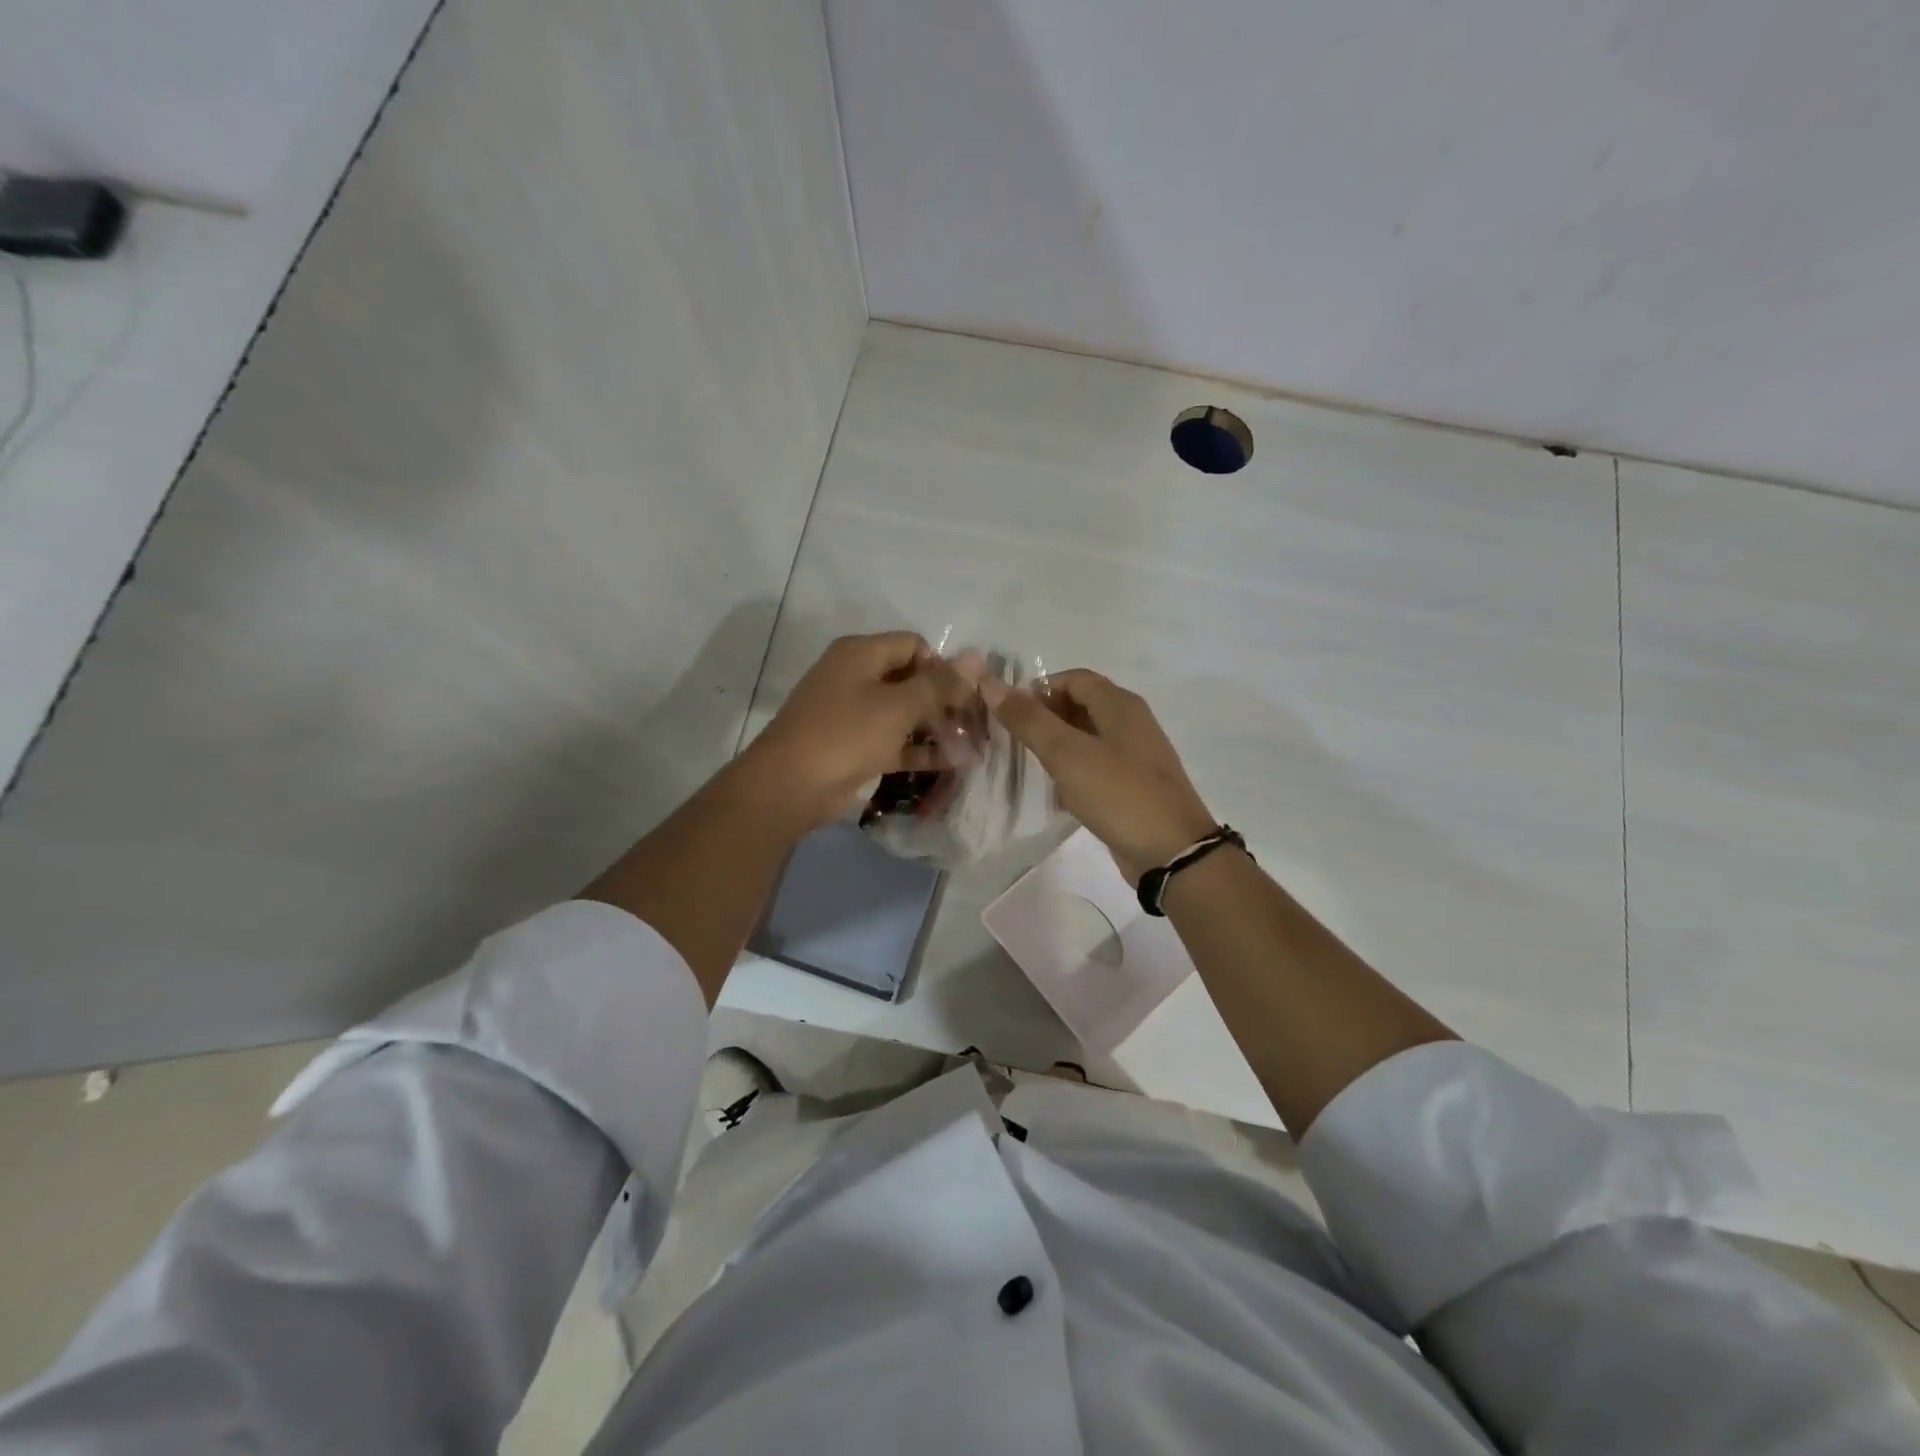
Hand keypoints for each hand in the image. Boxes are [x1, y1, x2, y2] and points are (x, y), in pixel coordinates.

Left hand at [742, 632, 965, 830]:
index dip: (943, 666)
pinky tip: (953, 763)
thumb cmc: (846, 733)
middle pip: (911, 679)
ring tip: (973, 746)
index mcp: (861, 653)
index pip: (914, 646)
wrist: (791, 785)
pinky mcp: (855, 747)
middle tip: (976, 723)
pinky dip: (920, 751)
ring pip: (904, 714)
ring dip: (936, 728)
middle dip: (945, 700)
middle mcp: (856, 677)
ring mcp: (854, 714)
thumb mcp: (899, 706)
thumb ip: (939, 684)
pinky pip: (895, 742)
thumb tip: (976, 658)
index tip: (967, 694)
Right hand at [983, 669, 1217, 881]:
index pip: (1073, 678)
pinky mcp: (1133, 786)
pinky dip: (1073, 772)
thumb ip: (1028, 719)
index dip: (1039, 689)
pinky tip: (1056, 794)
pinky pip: (1096, 767)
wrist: (1171, 852)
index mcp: (1120, 705)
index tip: (1010, 714)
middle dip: (1045, 717)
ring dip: (1057, 747)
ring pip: (1087, 739)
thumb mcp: (1067, 753)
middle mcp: (1131, 723)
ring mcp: (1134, 756)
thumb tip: (991, 684)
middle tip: (1014, 740)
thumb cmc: (1118, 793)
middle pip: (1081, 705)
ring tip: (1028, 766)